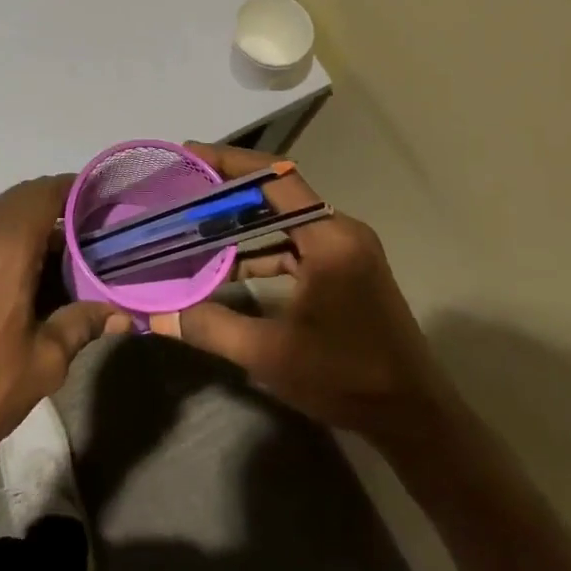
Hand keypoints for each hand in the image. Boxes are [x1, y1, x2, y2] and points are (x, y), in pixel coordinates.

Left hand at [0, 176, 124, 479]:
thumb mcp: (43, 363)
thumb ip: (81, 324)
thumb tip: (117, 312)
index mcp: (3, 245)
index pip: (44, 193)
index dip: (72, 191)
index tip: (95, 204)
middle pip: (15, 204)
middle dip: (47, 216)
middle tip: (75, 244)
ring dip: (13, 235)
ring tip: (35, 271)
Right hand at [176, 144, 442, 439]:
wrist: (413, 416)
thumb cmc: (346, 378)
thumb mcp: (270, 354)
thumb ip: (211, 327)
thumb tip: (158, 313)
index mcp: (329, 239)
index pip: (276, 178)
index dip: (231, 162)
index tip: (190, 154)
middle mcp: (341, 231)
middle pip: (279, 193)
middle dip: (229, 188)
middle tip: (183, 186)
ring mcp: (347, 249)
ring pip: (286, 219)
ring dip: (244, 220)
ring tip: (195, 220)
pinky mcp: (347, 268)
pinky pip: (297, 243)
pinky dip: (263, 248)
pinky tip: (228, 264)